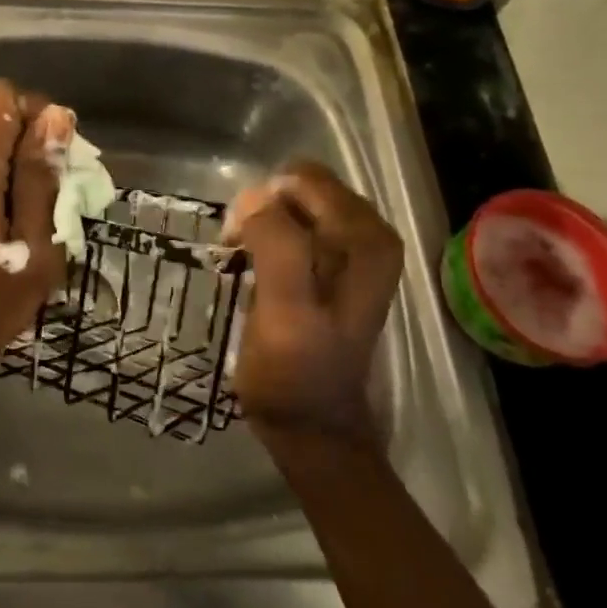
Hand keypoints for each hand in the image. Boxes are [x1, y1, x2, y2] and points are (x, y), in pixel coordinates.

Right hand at [224, 161, 403, 438]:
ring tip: (245, 265)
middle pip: (297, 189)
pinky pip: (292, 226)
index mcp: (367, 237)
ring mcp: (352, 249)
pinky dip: (266, 238)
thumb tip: (254, 196)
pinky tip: (254, 268)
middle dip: (261, 212)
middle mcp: (368, 234)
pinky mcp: (332, 265)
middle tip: (238, 253)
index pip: (302, 181)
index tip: (238, 242)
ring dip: (260, 227)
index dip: (263, 204)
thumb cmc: (295, 372)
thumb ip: (277, 247)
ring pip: (291, 206)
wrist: (310, 426)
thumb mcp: (285, 310)